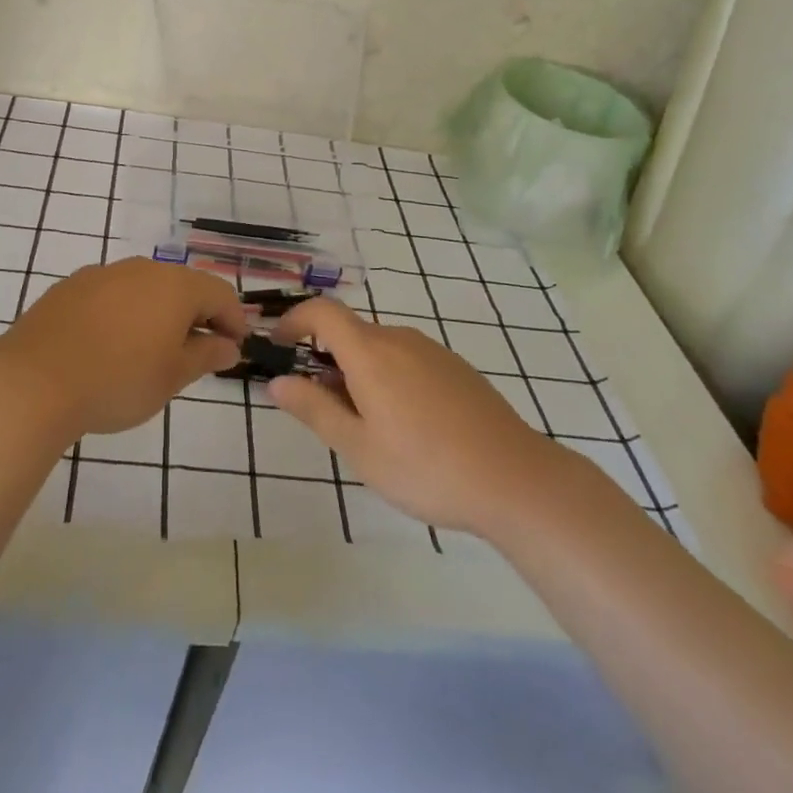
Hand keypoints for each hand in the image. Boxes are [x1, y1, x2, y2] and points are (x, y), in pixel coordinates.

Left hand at [0, 258, 244, 439]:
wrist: (33, 382)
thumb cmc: (118, 381)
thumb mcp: (172, 377)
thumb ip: (206, 356)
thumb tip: (229, 345)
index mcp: (174, 286)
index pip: (219, 293)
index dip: (234, 319)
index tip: (235, 348)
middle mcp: (141, 269)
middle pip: (182, 286)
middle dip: (196, 316)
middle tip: (197, 353)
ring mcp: (102, 274)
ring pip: (144, 288)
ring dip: (158, 313)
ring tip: (152, 351)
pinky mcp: (69, 287)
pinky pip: (110, 295)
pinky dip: (123, 314)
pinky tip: (110, 345)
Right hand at [268, 296, 572, 537]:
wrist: (516, 480)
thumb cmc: (426, 467)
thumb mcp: (359, 447)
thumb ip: (314, 409)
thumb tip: (277, 381)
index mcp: (371, 352)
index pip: (322, 312)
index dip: (294, 320)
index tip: (278, 346)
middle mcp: (400, 339)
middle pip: (350, 333)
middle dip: (326, 361)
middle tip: (324, 411)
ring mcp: (432, 351)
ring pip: (379, 349)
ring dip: (358, 373)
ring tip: (367, 428)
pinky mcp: (456, 369)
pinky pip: (407, 360)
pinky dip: (388, 378)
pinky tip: (407, 427)